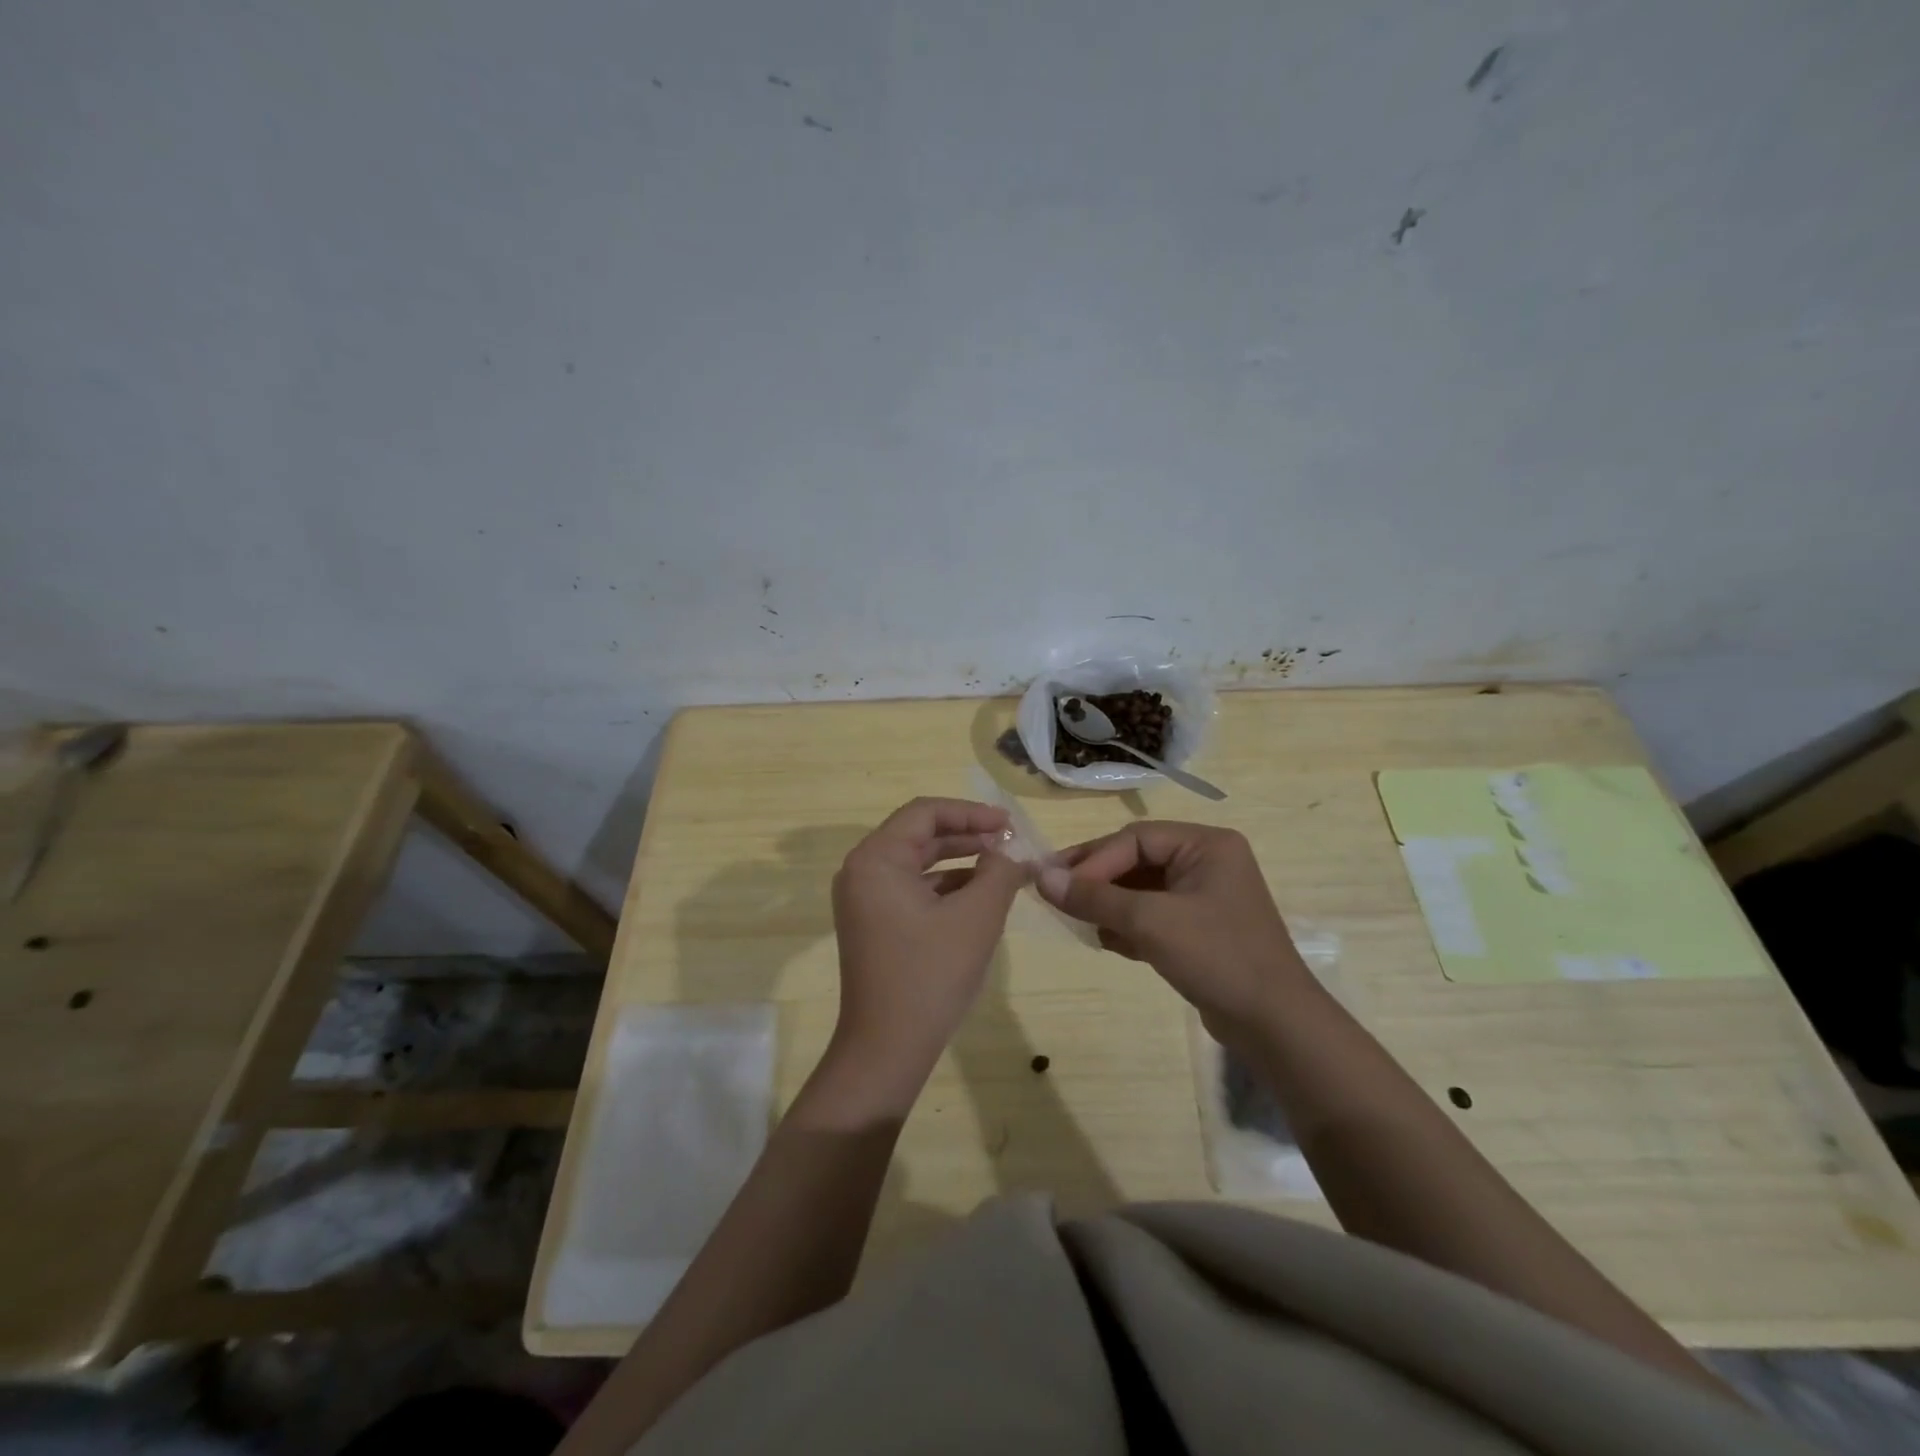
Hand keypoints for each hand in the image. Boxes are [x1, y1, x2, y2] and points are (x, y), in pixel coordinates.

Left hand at [814, 798, 1028, 1116]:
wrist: (887, 1048)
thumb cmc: (931, 974)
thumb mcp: (977, 917)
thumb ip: (1000, 872)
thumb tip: (1011, 853)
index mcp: (876, 859)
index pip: (925, 813)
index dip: (971, 813)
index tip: (1010, 824)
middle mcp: (862, 871)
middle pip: (919, 834)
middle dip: (967, 834)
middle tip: (1009, 841)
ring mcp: (864, 900)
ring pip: (917, 862)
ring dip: (959, 859)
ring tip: (1002, 865)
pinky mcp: (873, 924)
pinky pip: (911, 888)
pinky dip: (945, 885)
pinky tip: (979, 894)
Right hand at [1038, 822, 1310, 1044]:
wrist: (1275, 1025)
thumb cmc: (1217, 957)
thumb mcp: (1150, 922)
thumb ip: (1095, 898)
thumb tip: (1042, 878)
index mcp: (1206, 845)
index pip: (1136, 839)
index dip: (1094, 860)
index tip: (1057, 885)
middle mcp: (1207, 862)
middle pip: (1137, 860)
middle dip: (1097, 880)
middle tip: (1055, 894)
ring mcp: (1205, 897)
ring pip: (1142, 889)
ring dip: (1109, 904)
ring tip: (1076, 920)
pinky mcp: (1200, 929)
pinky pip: (1153, 915)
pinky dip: (1128, 925)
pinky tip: (1105, 940)